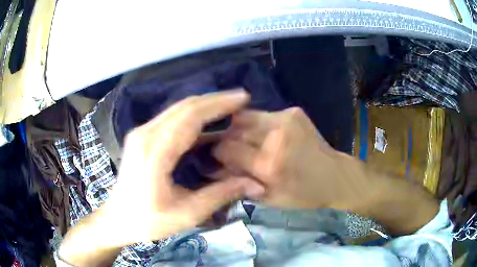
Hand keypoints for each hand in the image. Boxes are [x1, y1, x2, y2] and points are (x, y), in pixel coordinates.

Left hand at [59, 90, 264, 265]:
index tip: (243, 98)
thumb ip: (221, 195)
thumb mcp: (186, 214)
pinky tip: (208, 122)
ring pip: (178, 109)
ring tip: (230, 107)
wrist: (117, 218)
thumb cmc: (148, 221)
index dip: (219, 104)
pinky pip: (172, 119)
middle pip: (185, 106)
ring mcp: (142, 133)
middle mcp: (145, 133)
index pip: (191, 116)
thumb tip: (256, 184)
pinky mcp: (142, 137)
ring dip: (205, 105)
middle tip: (241, 99)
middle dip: (215, 100)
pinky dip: (193, 116)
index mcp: (155, 151)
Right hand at [213, 107, 367, 209]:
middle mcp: (276, 137)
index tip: (218, 155)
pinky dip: (258, 124)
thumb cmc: (302, 194)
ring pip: (246, 116)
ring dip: (240, 128)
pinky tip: (266, 135)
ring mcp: (286, 119)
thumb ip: (239, 181)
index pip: (226, 148)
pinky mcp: (294, 111)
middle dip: (227, 138)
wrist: (334, 177)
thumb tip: (213, 167)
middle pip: (234, 128)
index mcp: (269, 164)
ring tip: (246, 140)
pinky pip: (263, 114)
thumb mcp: (268, 198)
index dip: (217, 151)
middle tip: (230, 147)